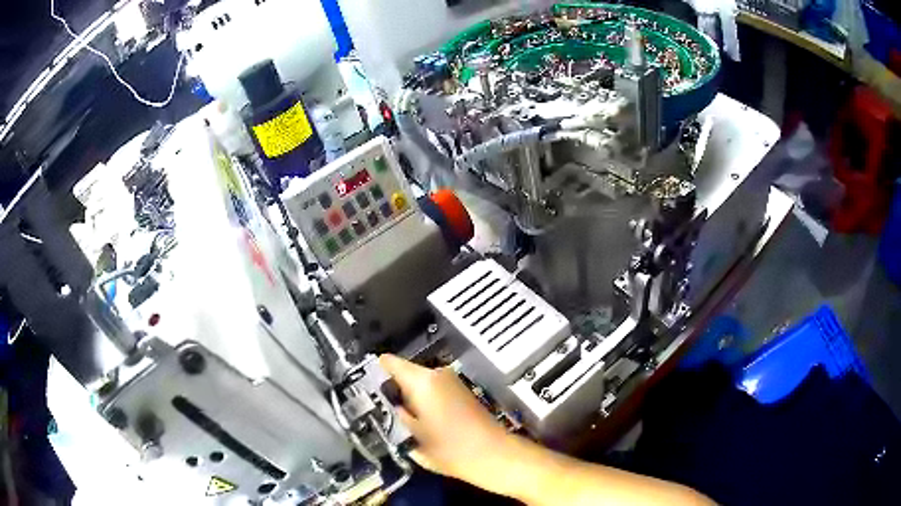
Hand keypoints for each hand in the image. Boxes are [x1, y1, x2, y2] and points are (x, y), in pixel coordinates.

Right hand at [379, 354, 513, 490]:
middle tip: (379, 410)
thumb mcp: (411, 436)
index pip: (388, 362)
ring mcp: (451, 381)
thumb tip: (385, 404)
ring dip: (407, 396)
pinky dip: (422, 400)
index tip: (362, 389)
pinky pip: (432, 389)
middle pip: (403, 373)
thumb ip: (393, 415)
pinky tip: (421, 421)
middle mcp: (437, 373)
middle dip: (390, 389)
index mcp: (422, 380)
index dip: (372, 373)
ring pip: (417, 383)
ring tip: (399, 419)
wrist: (493, 455)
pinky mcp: (460, 391)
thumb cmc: (450, 448)